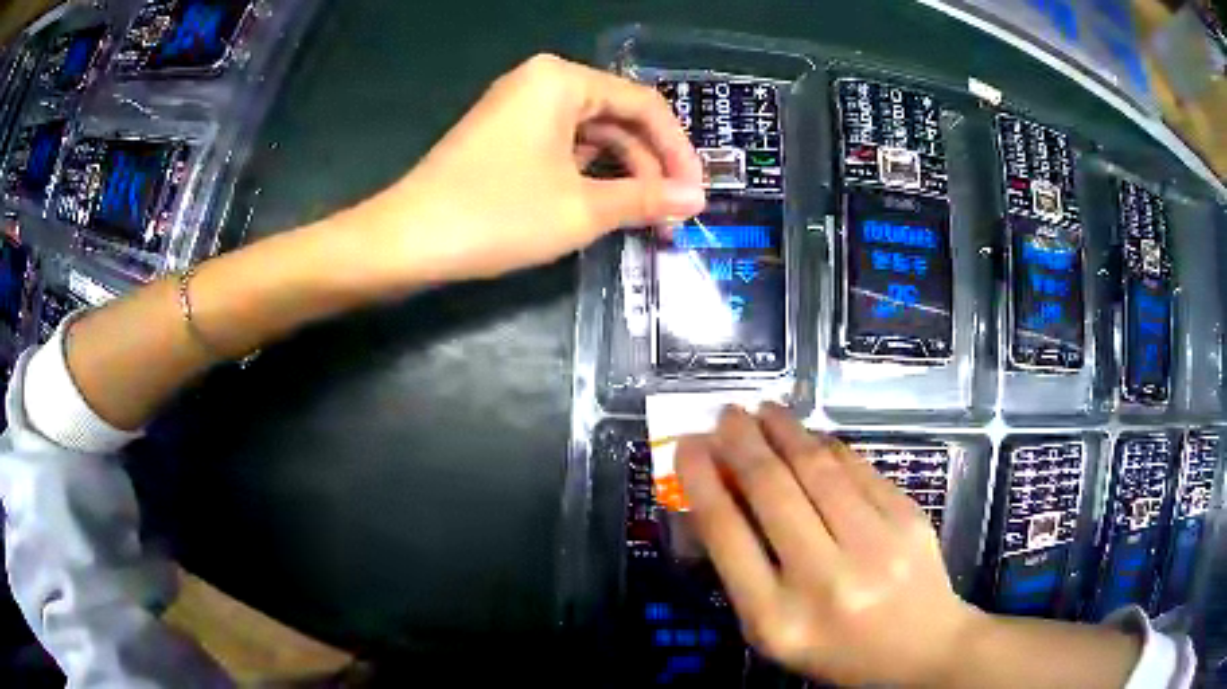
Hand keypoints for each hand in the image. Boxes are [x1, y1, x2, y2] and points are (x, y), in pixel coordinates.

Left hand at [348, 53, 705, 286]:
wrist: (407, 240)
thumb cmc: (497, 214)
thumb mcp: (581, 208)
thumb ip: (645, 199)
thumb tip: (695, 200)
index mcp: (563, 80)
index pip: (644, 105)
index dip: (678, 151)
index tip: (696, 194)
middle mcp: (542, 83)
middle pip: (617, 118)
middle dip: (649, 167)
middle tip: (671, 215)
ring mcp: (519, 109)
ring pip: (590, 136)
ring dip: (621, 175)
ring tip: (645, 219)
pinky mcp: (503, 137)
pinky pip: (562, 148)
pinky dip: (588, 176)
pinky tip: (606, 207)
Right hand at [676, 403, 980, 686]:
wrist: (921, 648)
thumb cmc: (836, 649)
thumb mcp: (774, 629)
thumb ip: (744, 571)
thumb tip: (721, 494)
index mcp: (777, 619)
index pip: (728, 536)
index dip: (702, 481)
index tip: (687, 446)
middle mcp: (824, 579)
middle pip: (773, 492)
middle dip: (741, 443)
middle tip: (725, 414)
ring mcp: (874, 545)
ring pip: (818, 469)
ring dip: (784, 431)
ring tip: (762, 411)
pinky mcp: (908, 518)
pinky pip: (858, 468)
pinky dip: (827, 446)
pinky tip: (810, 435)